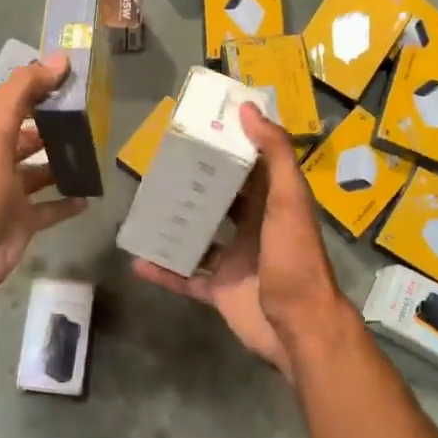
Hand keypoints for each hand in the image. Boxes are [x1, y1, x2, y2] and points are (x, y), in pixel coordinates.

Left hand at [0, 54, 88, 300]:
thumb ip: (23, 92)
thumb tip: (59, 59)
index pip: (17, 102)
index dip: (40, 87)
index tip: (75, 77)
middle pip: (29, 137)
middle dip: (54, 126)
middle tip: (92, 117)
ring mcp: (12, 193)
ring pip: (41, 171)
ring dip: (63, 163)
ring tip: (95, 152)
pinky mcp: (24, 221)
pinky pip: (51, 208)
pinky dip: (68, 202)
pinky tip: (90, 195)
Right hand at [130, 103, 343, 380]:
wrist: (299, 328)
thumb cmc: (294, 258)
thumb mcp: (289, 200)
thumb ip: (274, 155)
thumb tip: (248, 109)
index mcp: (272, 204)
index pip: (249, 167)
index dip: (228, 146)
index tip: (199, 128)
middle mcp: (253, 228)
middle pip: (220, 200)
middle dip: (194, 184)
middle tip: (161, 165)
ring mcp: (234, 261)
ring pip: (198, 237)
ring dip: (174, 225)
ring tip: (144, 207)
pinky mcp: (219, 291)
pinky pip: (185, 277)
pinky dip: (163, 271)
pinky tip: (137, 260)